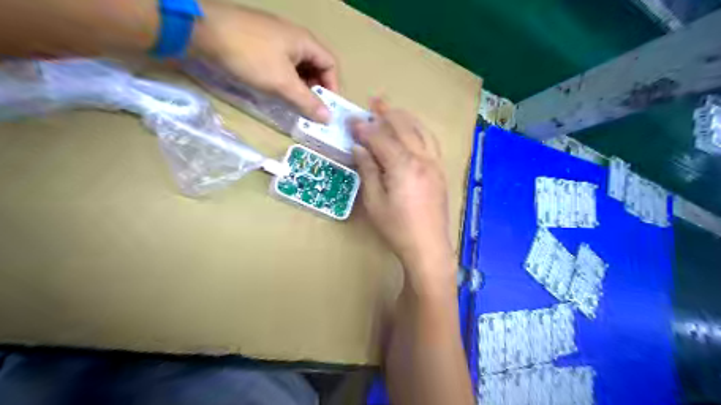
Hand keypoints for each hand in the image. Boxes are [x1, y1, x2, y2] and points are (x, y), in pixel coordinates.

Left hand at [192, 0, 337, 121]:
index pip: (330, 64)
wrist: (202, 30)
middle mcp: (293, 37)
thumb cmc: (250, 56)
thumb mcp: (282, 83)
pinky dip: (284, 79)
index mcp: (304, 41)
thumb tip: (328, 118)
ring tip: (292, 103)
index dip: (332, 86)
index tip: (326, 108)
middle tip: (308, 108)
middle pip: (315, 66)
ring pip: (297, 66)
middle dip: (315, 89)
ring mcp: (274, 38)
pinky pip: (281, 64)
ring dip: (299, 86)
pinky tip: (275, 91)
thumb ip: (306, 101)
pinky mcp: (258, 43)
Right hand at [352, 98, 451, 291]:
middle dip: (387, 114)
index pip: (380, 139)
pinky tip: (413, 130)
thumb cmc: (397, 228)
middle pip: (403, 128)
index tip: (352, 122)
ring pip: (421, 131)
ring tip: (393, 110)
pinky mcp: (440, 171)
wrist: (428, 246)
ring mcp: (434, 164)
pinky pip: (431, 142)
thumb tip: (359, 149)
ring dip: (406, 118)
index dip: (365, 129)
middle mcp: (422, 159)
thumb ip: (368, 171)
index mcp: (403, 166)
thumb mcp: (375, 202)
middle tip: (374, 103)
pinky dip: (420, 130)